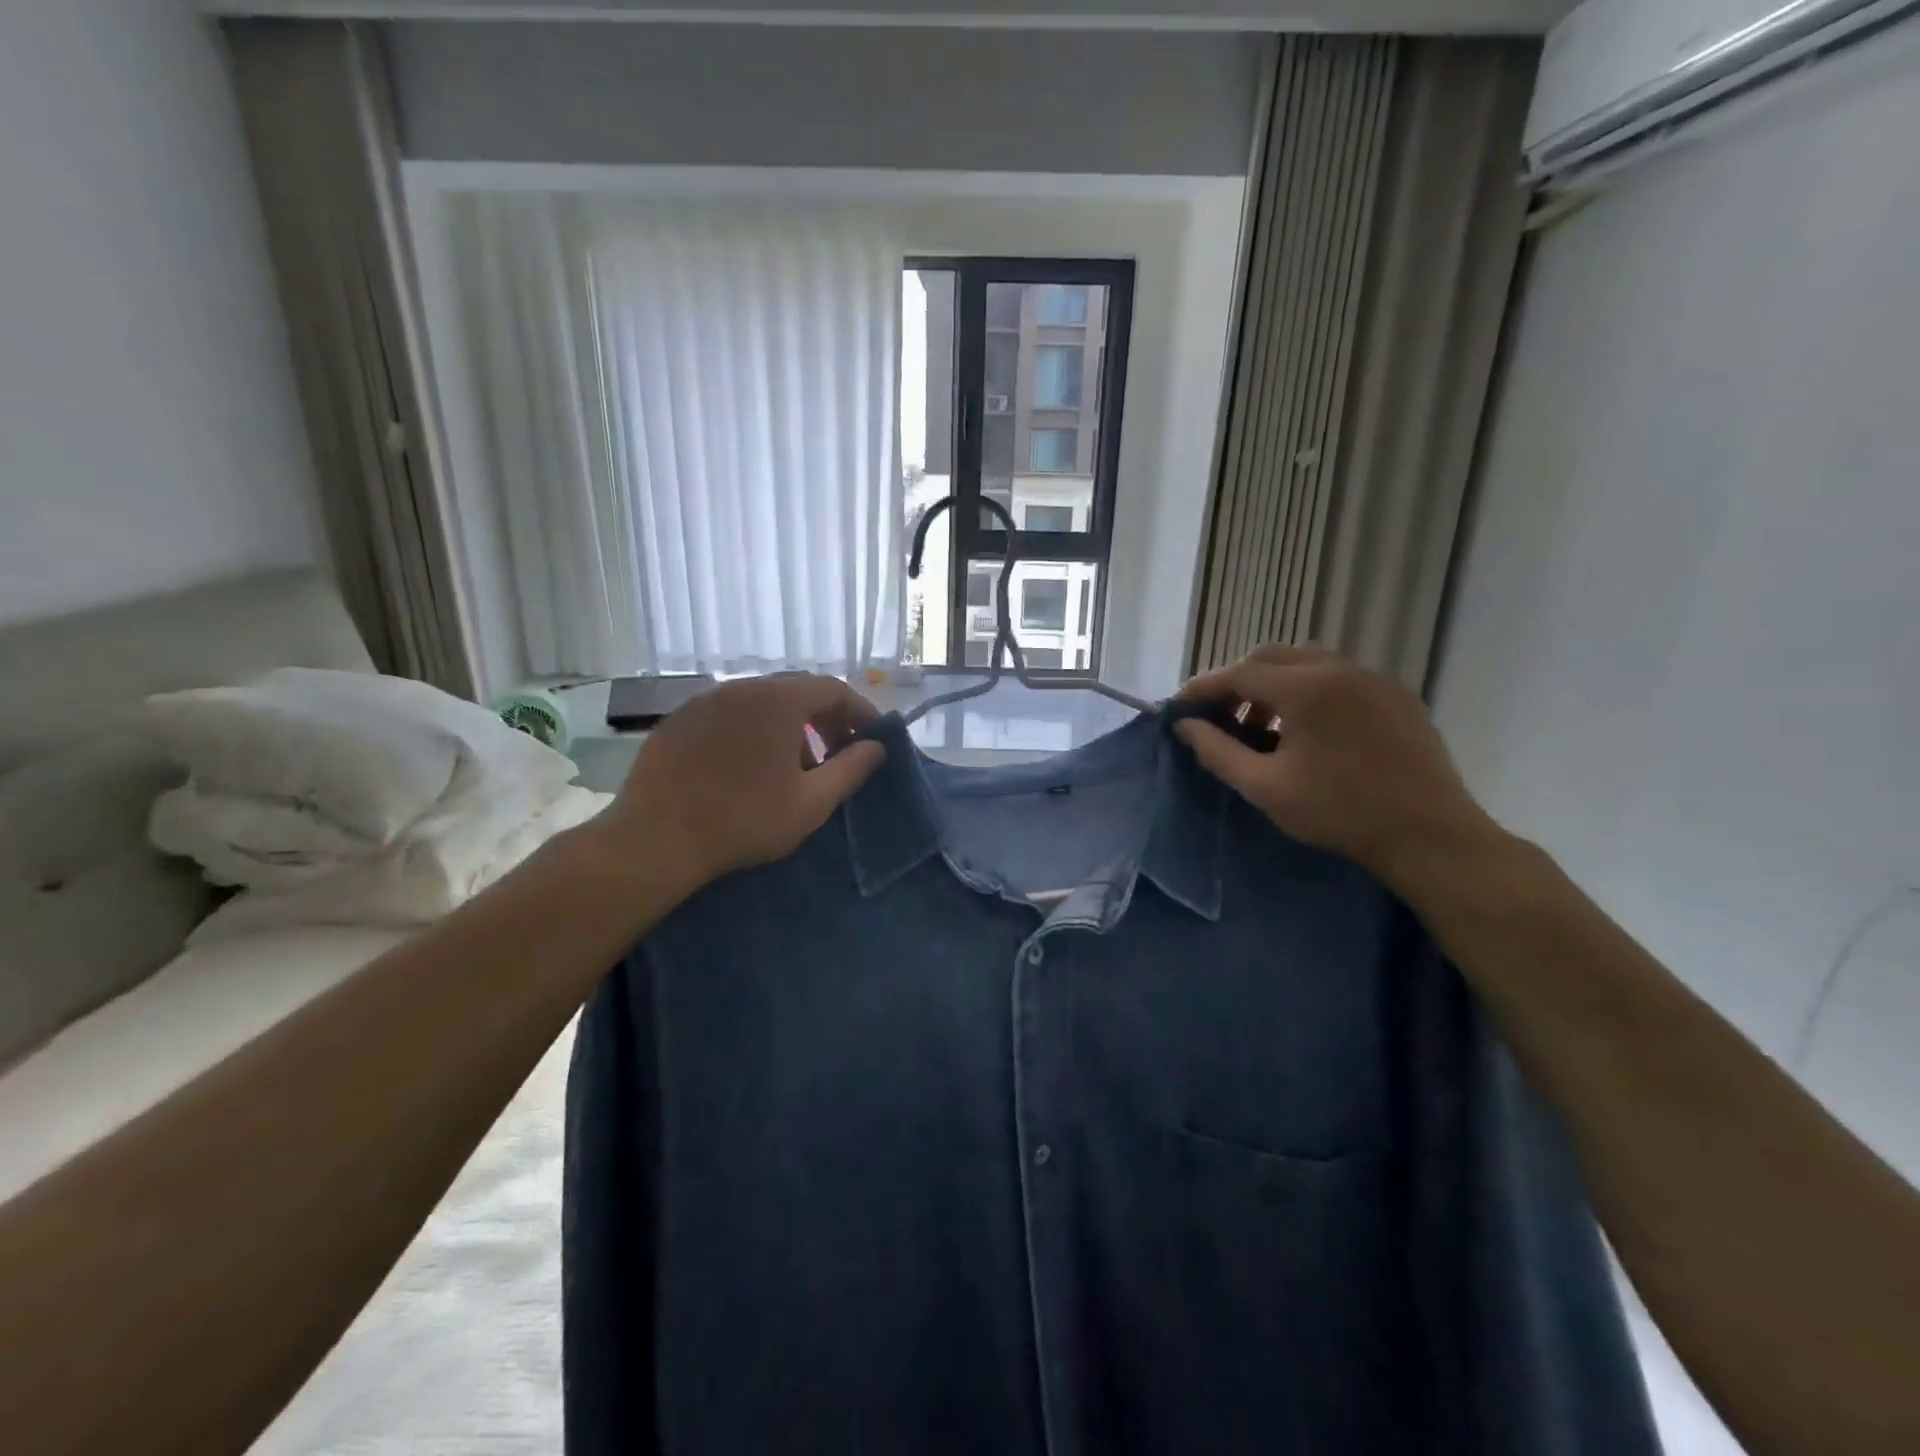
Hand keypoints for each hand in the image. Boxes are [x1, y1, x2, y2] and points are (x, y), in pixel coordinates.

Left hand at [592, 675, 885, 900]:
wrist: (656, 840)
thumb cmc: (745, 820)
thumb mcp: (811, 803)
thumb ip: (851, 770)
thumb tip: (876, 748)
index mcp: (778, 700)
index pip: (833, 689)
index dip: (860, 711)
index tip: (872, 739)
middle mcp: (741, 688)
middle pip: (796, 691)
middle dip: (825, 719)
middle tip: (837, 754)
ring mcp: (704, 702)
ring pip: (760, 703)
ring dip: (788, 727)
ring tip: (794, 767)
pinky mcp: (678, 722)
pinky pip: (729, 716)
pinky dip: (752, 732)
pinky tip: (748, 769)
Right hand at [1177, 645, 1501, 889]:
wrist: (1429, 834)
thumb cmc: (1339, 812)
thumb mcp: (1265, 787)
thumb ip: (1218, 751)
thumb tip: (1185, 726)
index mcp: (1305, 688)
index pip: (1239, 673)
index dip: (1204, 688)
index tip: (1181, 706)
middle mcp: (1338, 669)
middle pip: (1271, 656)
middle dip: (1238, 680)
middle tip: (1221, 716)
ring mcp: (1373, 678)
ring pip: (1308, 660)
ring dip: (1275, 681)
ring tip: (1265, 722)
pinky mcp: (1396, 694)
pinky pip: (1340, 675)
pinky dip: (1310, 688)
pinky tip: (1310, 728)